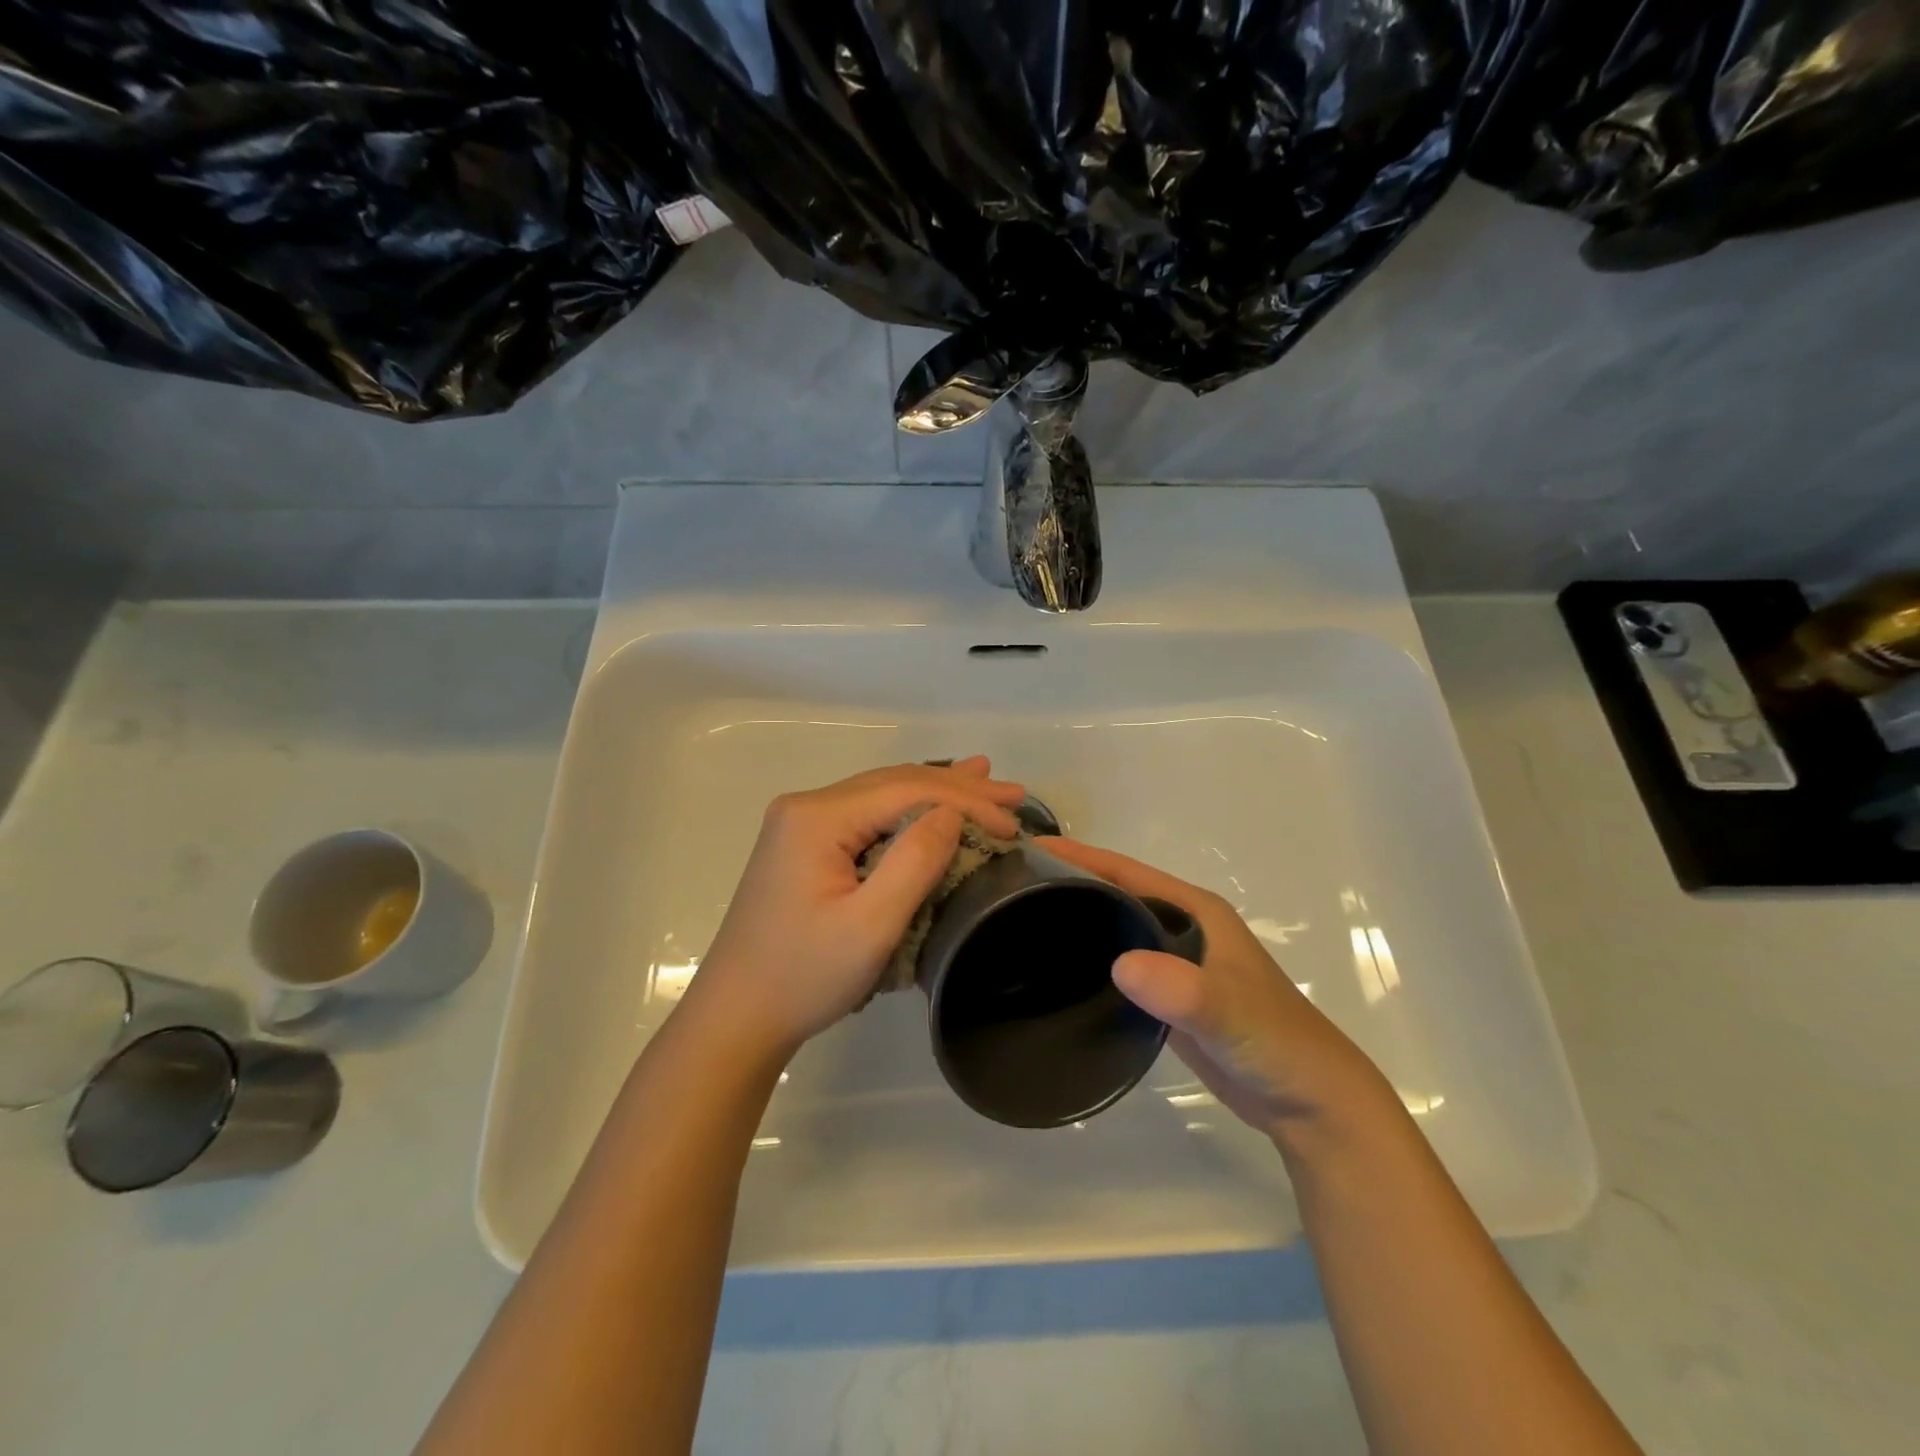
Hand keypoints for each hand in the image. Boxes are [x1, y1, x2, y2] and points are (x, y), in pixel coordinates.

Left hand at [688, 758, 1025, 1058]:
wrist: (735, 1017)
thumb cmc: (803, 977)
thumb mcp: (870, 927)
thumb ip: (914, 862)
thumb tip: (951, 814)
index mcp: (817, 817)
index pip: (906, 791)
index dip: (965, 803)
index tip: (1014, 826)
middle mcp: (807, 807)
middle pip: (895, 785)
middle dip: (958, 788)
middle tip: (1014, 795)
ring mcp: (801, 824)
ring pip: (882, 796)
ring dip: (936, 792)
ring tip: (984, 780)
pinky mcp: (804, 845)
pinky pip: (867, 816)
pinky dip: (908, 811)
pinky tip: (932, 806)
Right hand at [1040, 838, 1387, 1139]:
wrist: (1308, 1102)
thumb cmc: (1275, 1042)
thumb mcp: (1230, 1012)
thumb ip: (1184, 989)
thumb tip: (1120, 965)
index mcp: (1195, 911)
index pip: (1127, 871)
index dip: (1081, 856)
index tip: (1029, 846)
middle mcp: (1182, 928)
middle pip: (1115, 895)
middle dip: (1068, 884)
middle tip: (1010, 885)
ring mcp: (1174, 964)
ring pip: (1115, 930)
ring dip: (1077, 922)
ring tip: (1020, 921)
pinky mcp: (1167, 998)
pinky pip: (1120, 968)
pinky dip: (1090, 962)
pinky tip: (1057, 972)